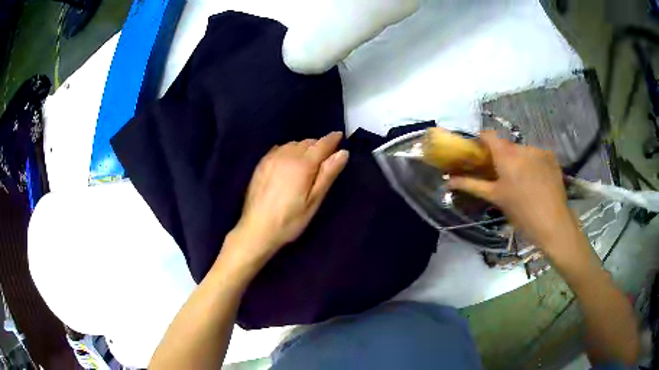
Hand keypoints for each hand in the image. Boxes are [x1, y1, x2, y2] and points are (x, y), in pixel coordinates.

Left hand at [227, 132, 348, 267]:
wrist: (256, 229)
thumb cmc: (290, 220)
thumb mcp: (313, 201)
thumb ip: (327, 174)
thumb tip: (342, 153)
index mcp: (302, 164)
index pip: (321, 144)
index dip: (332, 139)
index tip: (340, 136)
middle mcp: (286, 155)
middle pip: (307, 142)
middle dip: (318, 145)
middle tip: (326, 157)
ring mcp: (271, 158)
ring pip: (293, 144)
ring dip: (304, 147)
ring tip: (309, 160)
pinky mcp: (261, 164)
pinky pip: (280, 148)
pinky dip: (289, 150)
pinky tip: (290, 161)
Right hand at [446, 131, 574, 248]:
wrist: (553, 223)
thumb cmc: (521, 212)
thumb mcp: (495, 198)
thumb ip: (472, 185)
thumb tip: (448, 180)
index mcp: (506, 155)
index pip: (488, 135)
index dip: (481, 141)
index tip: (478, 153)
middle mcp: (522, 146)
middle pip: (506, 145)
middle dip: (501, 156)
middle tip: (501, 176)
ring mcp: (539, 150)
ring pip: (522, 151)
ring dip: (518, 160)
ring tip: (522, 182)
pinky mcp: (551, 157)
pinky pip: (536, 155)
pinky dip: (533, 163)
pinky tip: (536, 181)